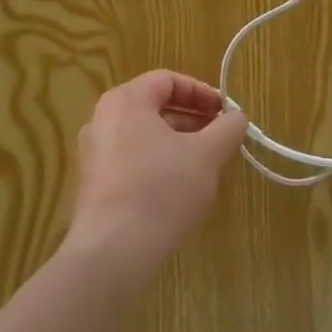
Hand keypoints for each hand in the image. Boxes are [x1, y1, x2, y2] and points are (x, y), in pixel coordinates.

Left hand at [66, 70, 247, 285]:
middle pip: (155, 107)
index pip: (168, 80)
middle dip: (193, 121)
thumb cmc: (162, 189)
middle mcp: (102, 119)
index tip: (227, 114)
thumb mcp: (206, 155)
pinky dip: (158, 164)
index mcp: (125, 100)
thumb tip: (238, 116)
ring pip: (144, 136)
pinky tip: (179, 191)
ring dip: (178, 144)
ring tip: (205, 167)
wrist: (113, 251)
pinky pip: (131, 160)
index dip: (202, 93)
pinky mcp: (93, 184)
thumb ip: (227, 128)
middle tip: (221, 140)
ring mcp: (93, 153)